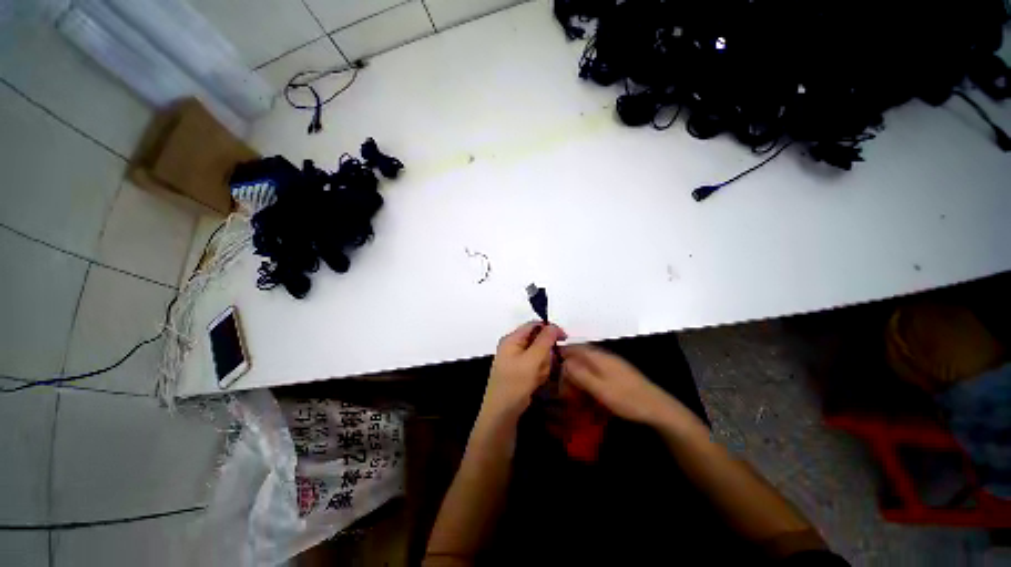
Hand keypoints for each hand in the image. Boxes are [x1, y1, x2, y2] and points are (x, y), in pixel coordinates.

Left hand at [480, 321, 566, 421]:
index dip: (550, 329)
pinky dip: (539, 372)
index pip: (534, 325)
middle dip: (545, 353)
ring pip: (538, 354)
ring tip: (538, 377)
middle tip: (544, 366)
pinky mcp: (519, 370)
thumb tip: (554, 326)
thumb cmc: (515, 383)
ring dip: (543, 365)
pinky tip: (536, 381)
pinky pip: (535, 364)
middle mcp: (513, 345)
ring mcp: (515, 358)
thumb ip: (544, 341)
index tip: (564, 339)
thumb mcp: (532, 360)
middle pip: (537, 340)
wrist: (502, 412)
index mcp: (512, 338)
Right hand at [562, 345, 688, 426]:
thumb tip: (563, 362)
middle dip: (568, 372)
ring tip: (574, 396)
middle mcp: (603, 357)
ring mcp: (610, 365)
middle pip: (578, 358)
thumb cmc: (627, 399)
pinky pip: (595, 374)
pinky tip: (588, 396)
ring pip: (586, 367)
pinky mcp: (615, 374)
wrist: (657, 408)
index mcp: (598, 357)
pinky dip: (587, 383)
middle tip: (564, 391)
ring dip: (577, 379)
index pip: (573, 348)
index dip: (561, 354)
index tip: (551, 368)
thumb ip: (580, 374)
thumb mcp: (600, 389)